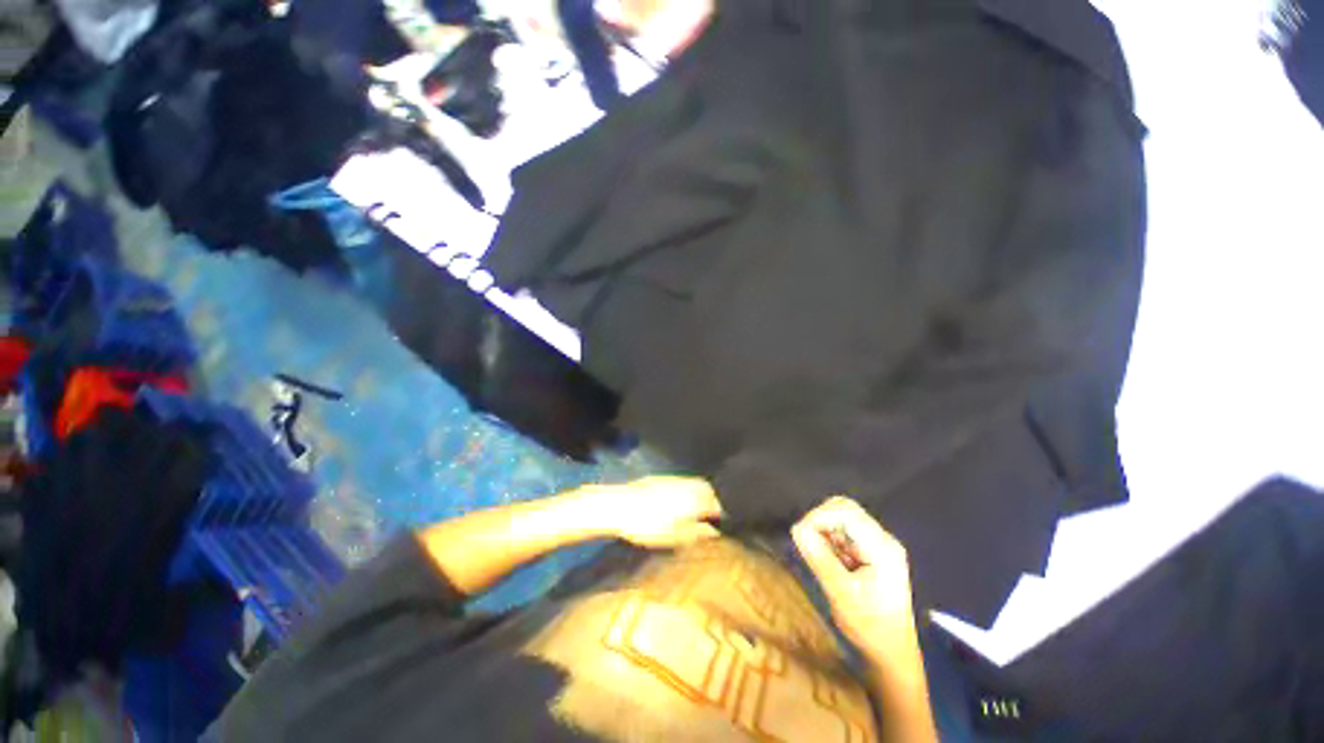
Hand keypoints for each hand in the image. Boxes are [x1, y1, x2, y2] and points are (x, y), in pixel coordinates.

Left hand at [583, 476, 722, 548]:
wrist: (621, 505)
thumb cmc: (650, 525)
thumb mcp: (676, 536)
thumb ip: (699, 533)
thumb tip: (715, 532)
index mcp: (697, 499)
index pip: (719, 507)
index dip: (721, 519)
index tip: (720, 529)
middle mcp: (690, 485)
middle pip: (709, 493)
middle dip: (712, 504)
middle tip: (709, 521)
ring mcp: (676, 479)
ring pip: (696, 486)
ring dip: (700, 497)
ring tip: (694, 513)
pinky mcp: (663, 478)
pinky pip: (683, 484)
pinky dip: (686, 492)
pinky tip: (677, 504)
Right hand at [792, 497, 917, 660]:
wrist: (893, 654)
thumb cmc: (870, 627)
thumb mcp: (841, 594)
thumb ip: (820, 558)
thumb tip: (796, 529)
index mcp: (881, 547)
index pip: (846, 512)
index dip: (819, 516)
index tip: (800, 535)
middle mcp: (882, 539)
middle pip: (845, 508)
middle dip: (820, 519)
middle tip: (806, 541)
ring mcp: (878, 544)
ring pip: (842, 518)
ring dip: (824, 530)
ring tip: (819, 556)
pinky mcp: (871, 551)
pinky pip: (844, 532)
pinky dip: (829, 540)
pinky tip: (829, 561)